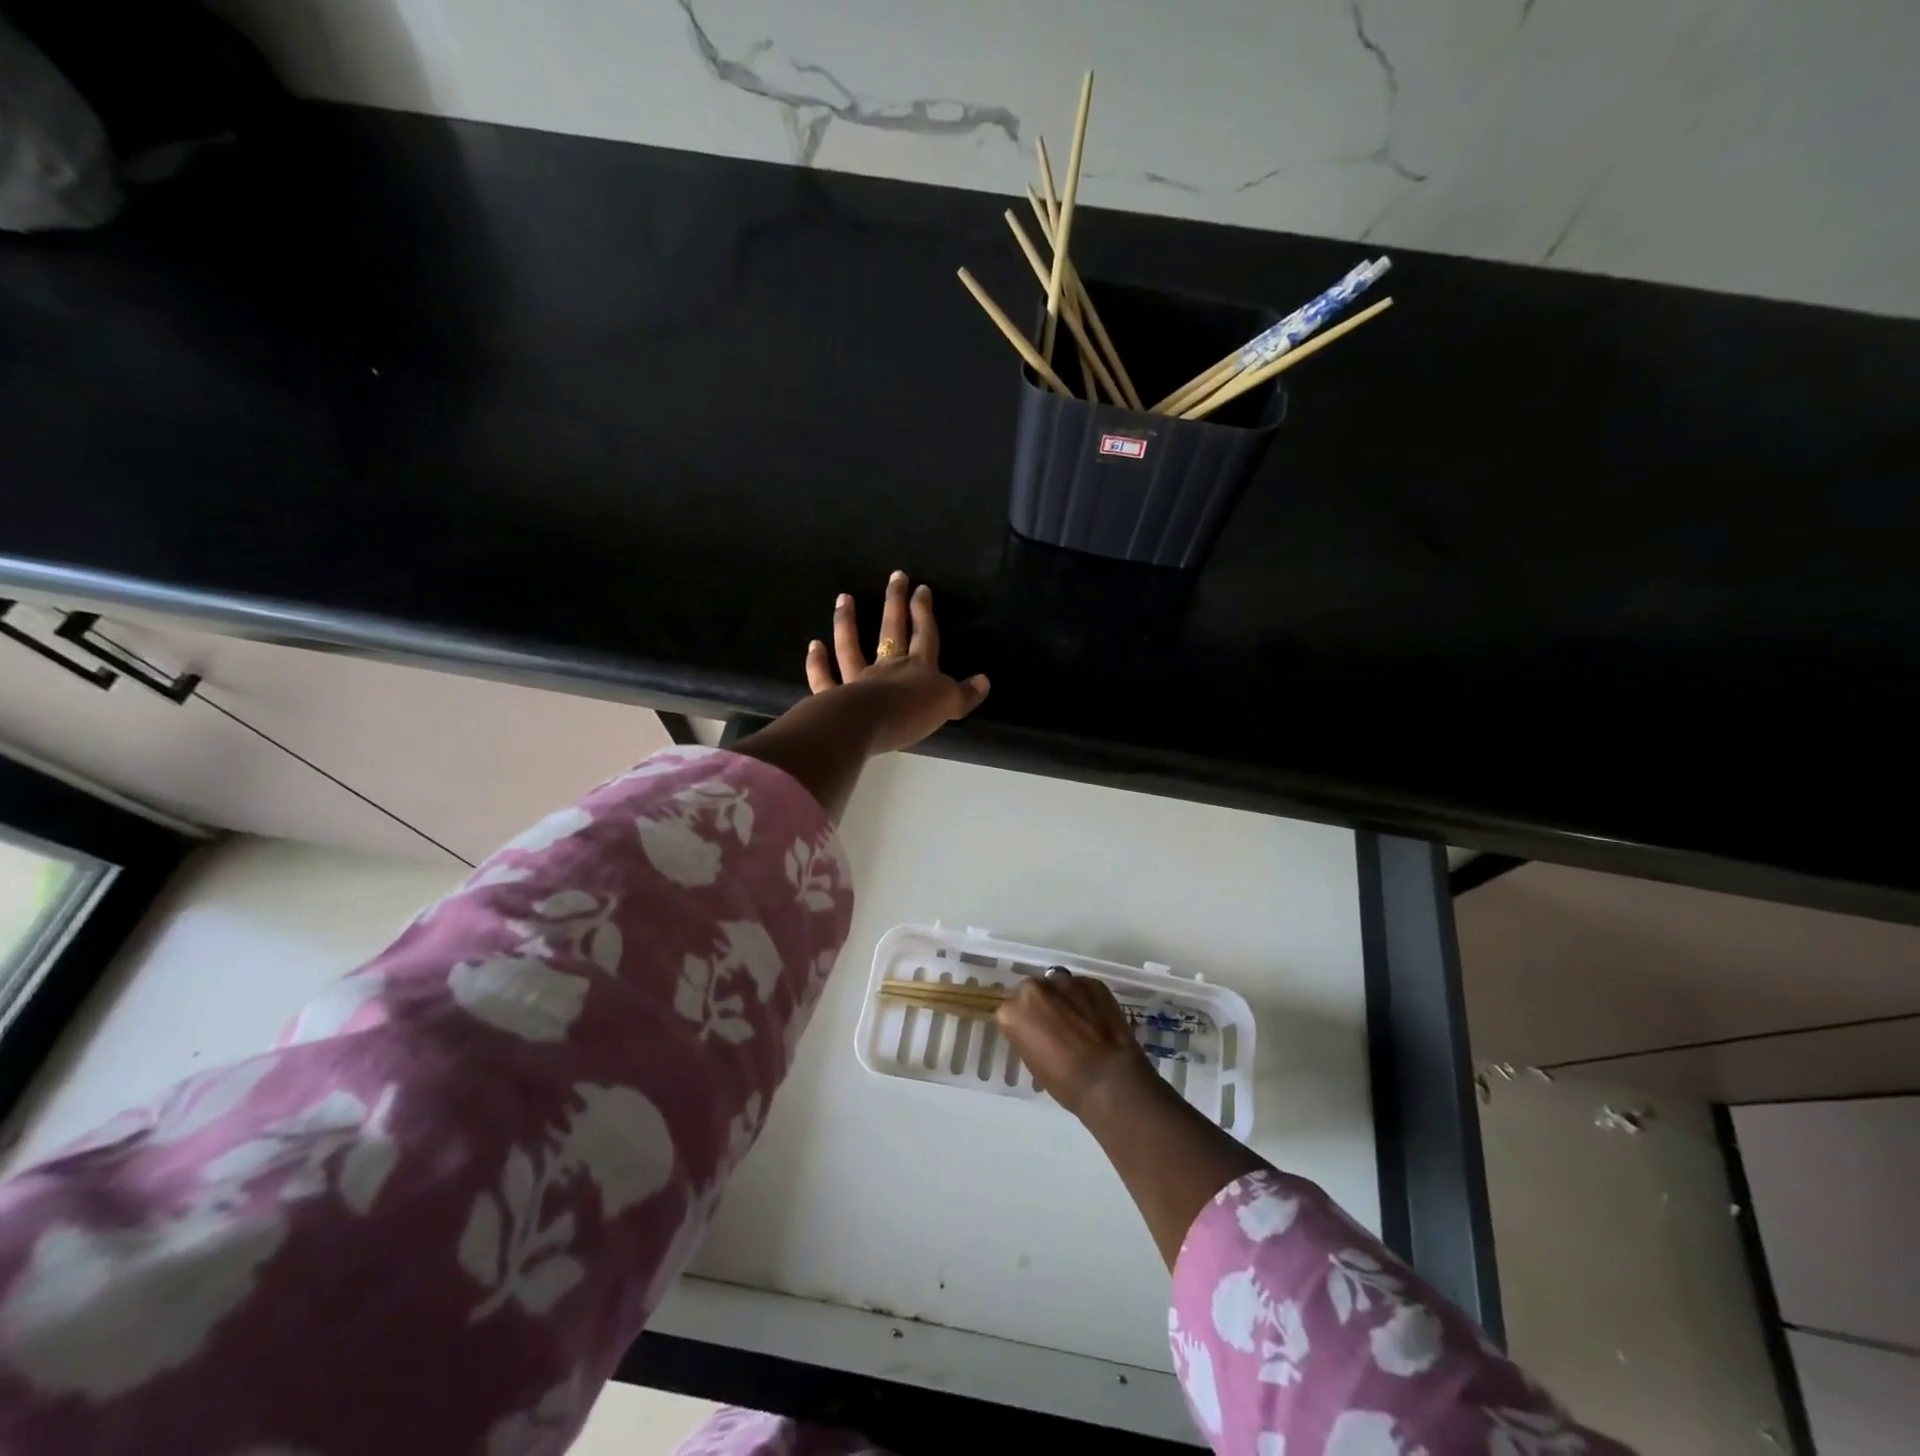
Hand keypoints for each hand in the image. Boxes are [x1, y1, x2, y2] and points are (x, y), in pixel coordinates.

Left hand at [804, 571, 989, 754]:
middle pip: (892, 630)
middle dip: (895, 603)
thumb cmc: (911, 713)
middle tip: (895, 576)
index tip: (922, 589)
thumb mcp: (947, 705)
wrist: (868, 725)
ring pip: (851, 646)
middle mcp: (887, 667)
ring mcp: (857, 680)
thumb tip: (985, 681)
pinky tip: (814, 645)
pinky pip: (824, 677)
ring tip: (844, 598)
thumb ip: (964, 694)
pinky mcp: (833, 697)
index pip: (925, 635)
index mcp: (918, 668)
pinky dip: (817, 663)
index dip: (924, 612)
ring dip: (847, 622)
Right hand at [996, 968, 1154, 1119]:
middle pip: (1033, 992)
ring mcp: (1065, 981)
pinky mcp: (1092, 982)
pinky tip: (1097, 1019)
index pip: (1012, 1011)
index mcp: (1013, 1010)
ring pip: (1059, 985)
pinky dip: (1087, 1000)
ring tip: (1079, 1021)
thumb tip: (1039, 1029)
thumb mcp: (1033, 1061)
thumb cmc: (1065, 1082)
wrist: (1109, 1079)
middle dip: (1043, 1005)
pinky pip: (1084, 988)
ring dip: (1065, 999)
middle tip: (1056, 1026)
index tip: (1035, 1036)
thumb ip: (1029, 1034)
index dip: (1025, 1024)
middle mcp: (1034, 988)